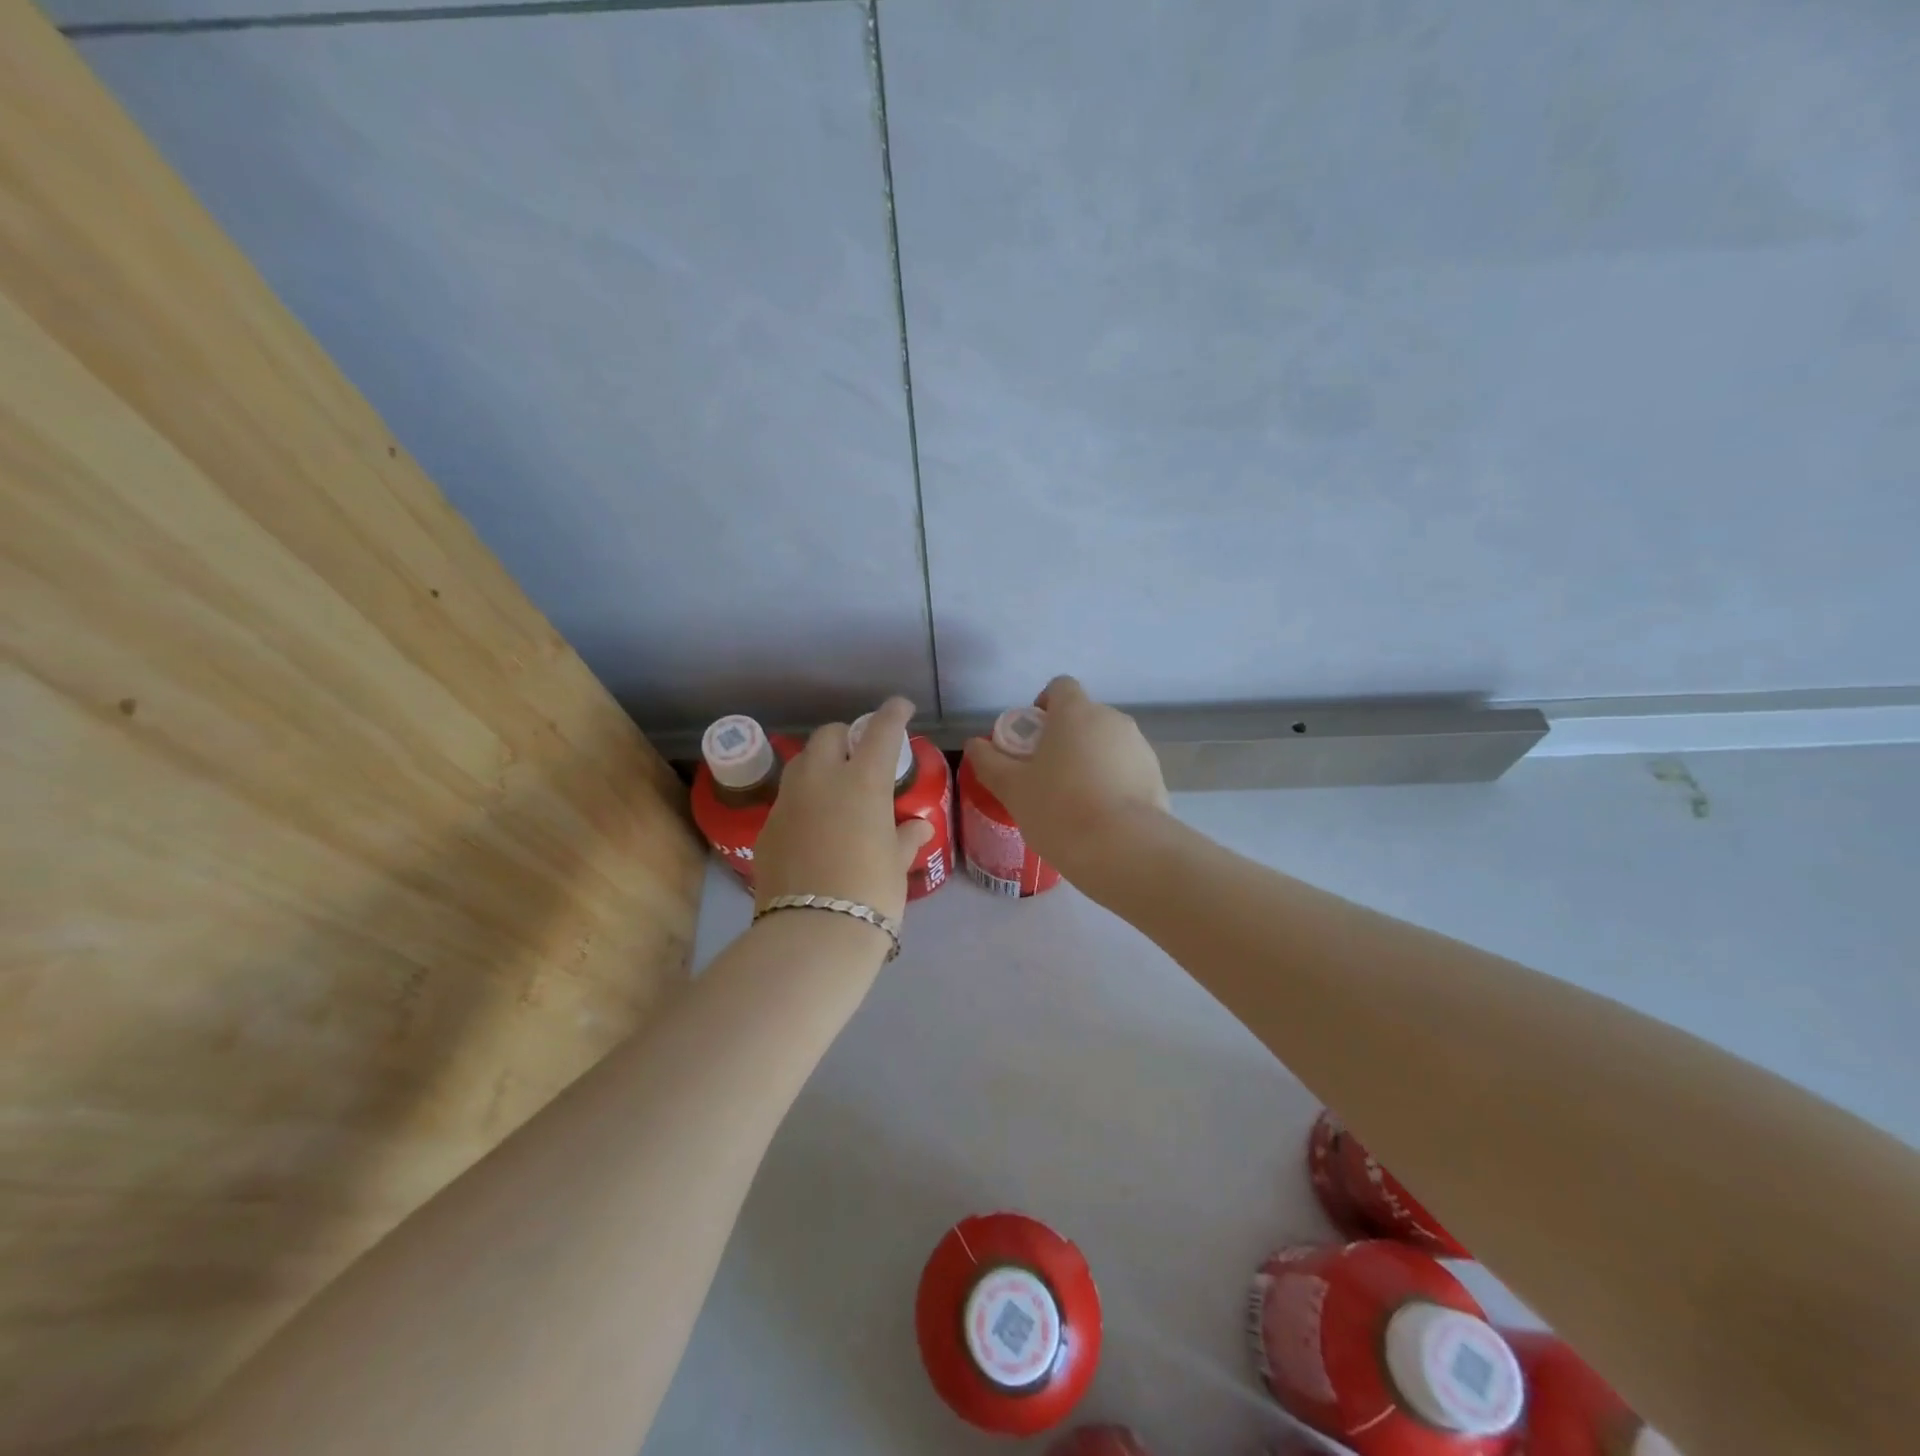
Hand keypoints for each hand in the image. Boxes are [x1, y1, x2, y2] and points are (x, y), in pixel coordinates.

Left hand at [753, 696, 933, 924]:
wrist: (812, 933)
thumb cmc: (871, 894)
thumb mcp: (897, 864)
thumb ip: (905, 836)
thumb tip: (916, 825)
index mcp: (863, 781)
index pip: (881, 730)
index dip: (893, 713)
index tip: (901, 707)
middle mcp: (821, 779)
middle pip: (829, 735)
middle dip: (847, 736)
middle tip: (862, 755)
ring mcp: (788, 801)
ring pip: (802, 762)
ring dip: (820, 763)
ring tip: (834, 785)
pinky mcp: (768, 827)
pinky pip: (787, 799)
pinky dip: (803, 799)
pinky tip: (814, 825)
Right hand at [962, 675, 1168, 880]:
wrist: (1125, 850)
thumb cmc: (1060, 809)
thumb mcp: (1012, 788)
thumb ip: (989, 762)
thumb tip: (975, 745)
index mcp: (1076, 712)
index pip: (1060, 687)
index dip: (1043, 706)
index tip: (1031, 738)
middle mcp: (1112, 719)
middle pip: (1084, 717)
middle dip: (1065, 738)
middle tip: (1045, 776)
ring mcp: (1140, 747)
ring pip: (1106, 744)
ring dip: (1089, 761)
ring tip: (1074, 802)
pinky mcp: (1157, 776)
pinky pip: (1126, 769)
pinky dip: (1112, 782)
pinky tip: (1100, 817)